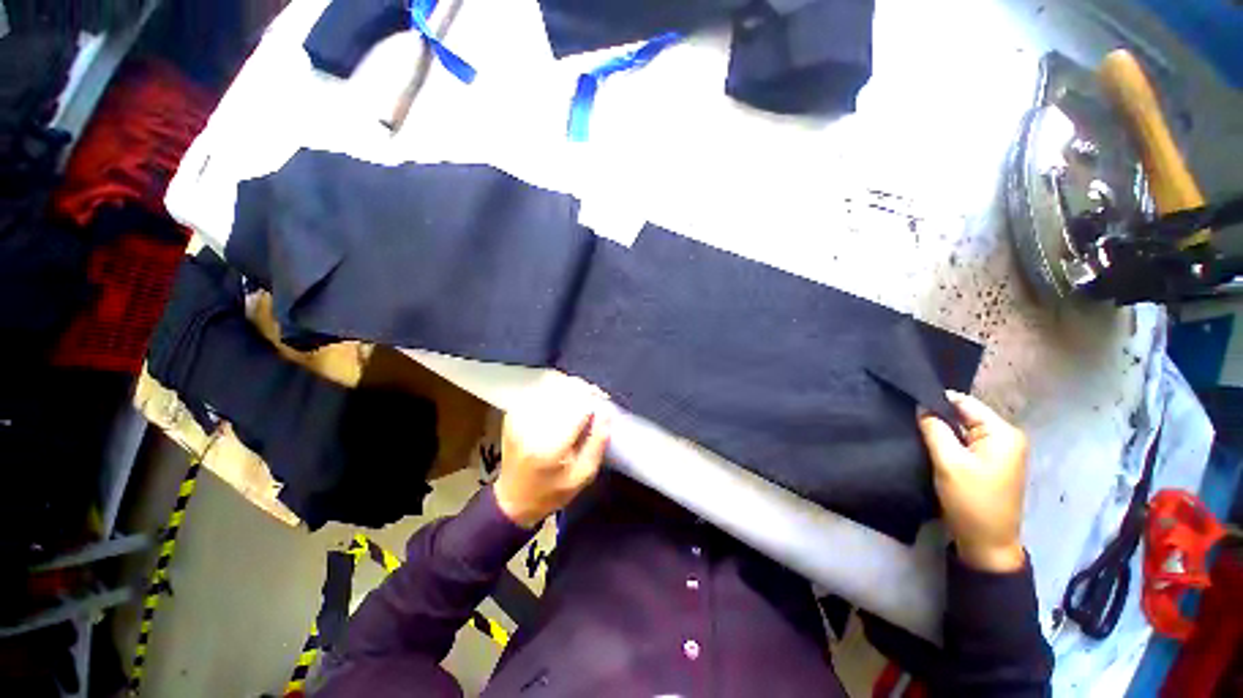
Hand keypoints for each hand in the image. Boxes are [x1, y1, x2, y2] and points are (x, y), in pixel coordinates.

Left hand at [494, 374, 611, 528]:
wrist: (512, 499)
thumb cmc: (552, 491)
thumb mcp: (583, 475)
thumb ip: (597, 442)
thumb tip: (606, 411)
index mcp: (549, 446)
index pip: (577, 406)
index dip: (593, 399)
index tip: (603, 402)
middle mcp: (530, 426)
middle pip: (563, 389)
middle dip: (583, 389)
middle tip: (595, 398)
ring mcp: (519, 416)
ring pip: (551, 384)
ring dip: (570, 386)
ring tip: (581, 398)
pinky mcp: (513, 412)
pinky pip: (539, 388)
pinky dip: (555, 388)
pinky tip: (564, 399)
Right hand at [918, 391, 1027, 572]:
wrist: (987, 543)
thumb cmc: (970, 500)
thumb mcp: (948, 462)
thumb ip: (934, 430)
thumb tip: (921, 406)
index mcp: (1003, 433)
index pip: (965, 403)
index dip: (936, 401)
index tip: (908, 403)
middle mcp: (1007, 437)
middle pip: (966, 415)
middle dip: (939, 417)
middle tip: (909, 420)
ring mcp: (1001, 451)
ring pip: (964, 429)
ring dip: (943, 431)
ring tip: (917, 431)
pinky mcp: (992, 463)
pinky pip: (967, 442)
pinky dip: (950, 442)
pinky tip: (933, 446)